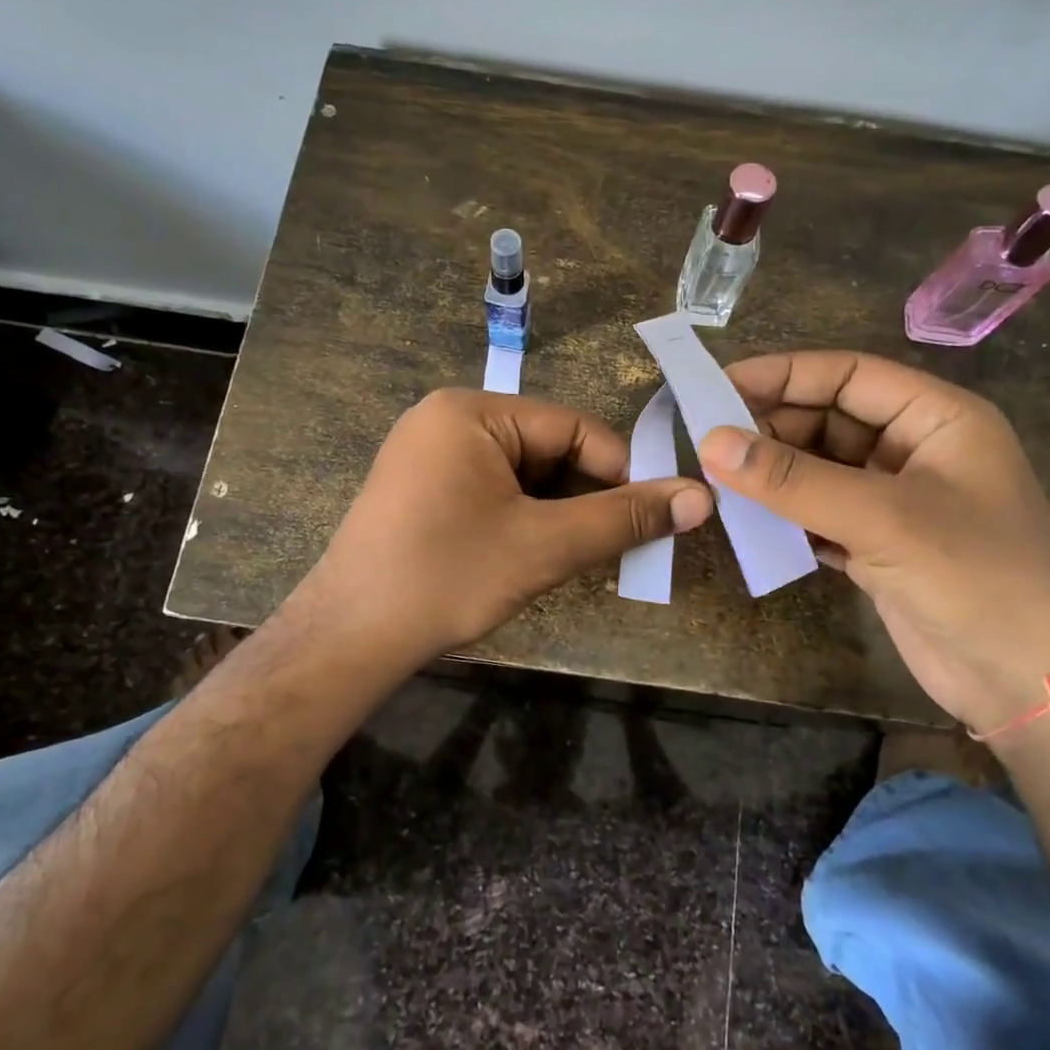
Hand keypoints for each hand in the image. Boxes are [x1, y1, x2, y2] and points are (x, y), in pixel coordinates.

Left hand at [296, 388, 713, 666]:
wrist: (348, 638)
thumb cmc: (447, 577)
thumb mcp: (544, 545)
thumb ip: (623, 519)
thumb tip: (701, 498)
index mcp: (472, 411)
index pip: (573, 428)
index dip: (622, 471)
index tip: (656, 517)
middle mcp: (447, 420)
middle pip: (547, 449)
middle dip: (587, 496)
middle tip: (623, 543)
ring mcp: (429, 455)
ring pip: (522, 475)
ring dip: (558, 512)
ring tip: (583, 555)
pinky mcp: (422, 490)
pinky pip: (492, 491)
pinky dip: (524, 518)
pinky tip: (538, 554)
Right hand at [697, 351, 1049, 733]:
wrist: (1033, 683)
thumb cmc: (975, 577)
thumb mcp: (882, 518)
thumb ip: (793, 480)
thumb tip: (710, 442)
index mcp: (936, 418)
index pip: (848, 375)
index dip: (783, 374)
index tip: (717, 384)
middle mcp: (914, 450)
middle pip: (829, 420)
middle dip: (771, 427)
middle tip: (706, 439)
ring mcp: (895, 501)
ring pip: (819, 469)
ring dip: (773, 474)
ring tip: (715, 478)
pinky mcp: (878, 545)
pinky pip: (818, 513)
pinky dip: (785, 514)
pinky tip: (747, 519)